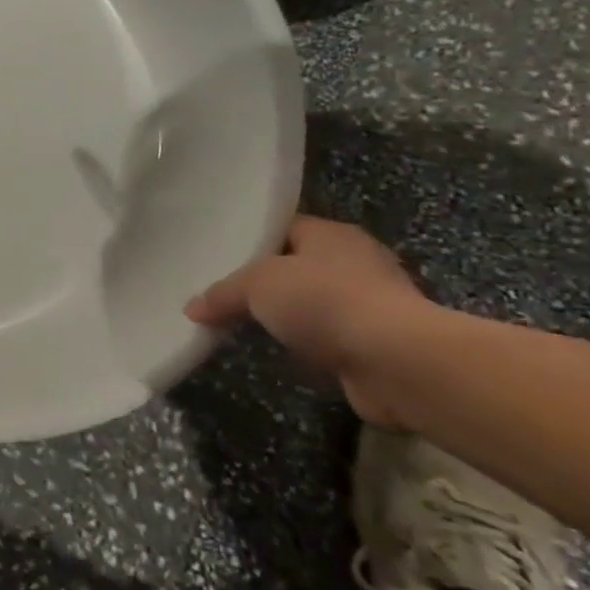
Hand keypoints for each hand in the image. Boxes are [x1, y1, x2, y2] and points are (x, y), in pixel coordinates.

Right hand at [185, 215, 435, 426]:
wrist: (397, 361)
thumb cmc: (325, 300)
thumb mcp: (257, 285)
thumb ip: (223, 293)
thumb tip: (192, 309)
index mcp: (331, 234)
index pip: (284, 228)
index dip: (251, 240)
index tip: (219, 255)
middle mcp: (356, 262)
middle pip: (298, 266)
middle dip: (266, 282)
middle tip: (223, 293)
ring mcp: (371, 305)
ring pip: (313, 305)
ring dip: (288, 317)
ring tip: (243, 325)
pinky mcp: (376, 345)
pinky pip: (327, 338)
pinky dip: (306, 346)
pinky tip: (279, 353)